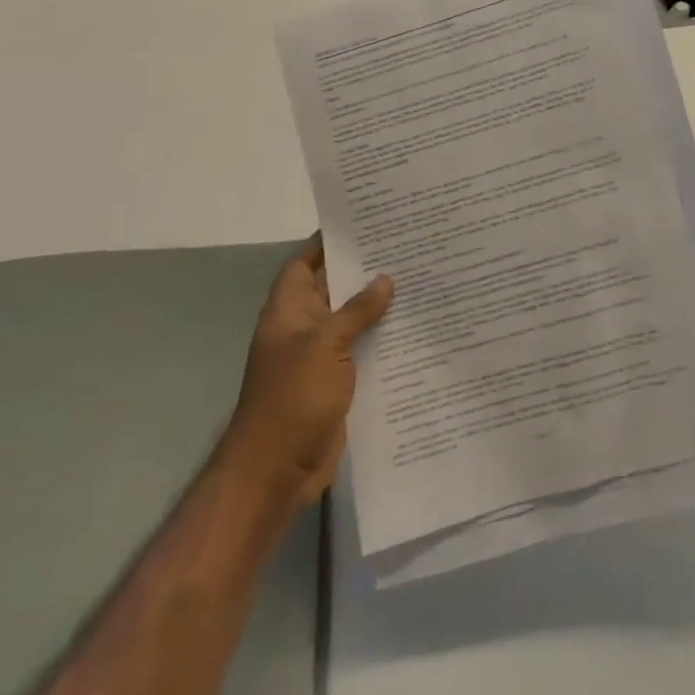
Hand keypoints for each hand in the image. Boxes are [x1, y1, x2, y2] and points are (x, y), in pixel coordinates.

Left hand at [217, 235, 392, 512]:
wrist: (275, 472)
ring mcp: (319, 357)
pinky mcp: (336, 382)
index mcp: (289, 311)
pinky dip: (382, 337)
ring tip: (419, 277)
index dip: (326, 242)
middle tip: (404, 245)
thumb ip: (357, 310)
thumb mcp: (326, 345)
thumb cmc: (292, 398)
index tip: (362, 223)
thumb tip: (385, 279)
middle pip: (333, 288)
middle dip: (363, 269)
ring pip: (352, 319)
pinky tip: (414, 325)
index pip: (304, 263)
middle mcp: (303, 328)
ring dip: (378, 304)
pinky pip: (362, 349)